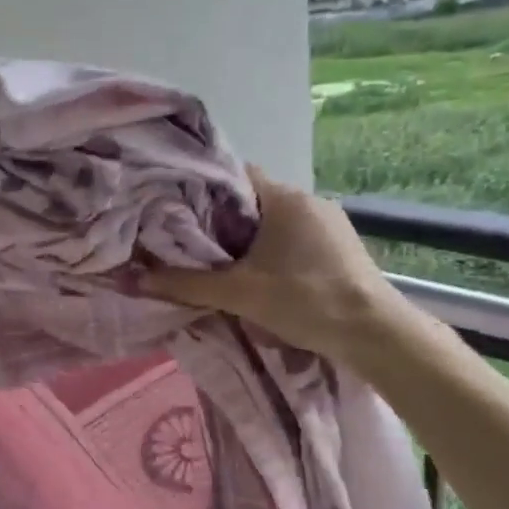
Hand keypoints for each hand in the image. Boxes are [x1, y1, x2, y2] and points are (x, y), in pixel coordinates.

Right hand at [142, 165, 404, 355]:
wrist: (375, 333)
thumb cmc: (306, 300)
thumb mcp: (239, 293)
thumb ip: (186, 285)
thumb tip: (133, 279)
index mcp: (284, 197)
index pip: (234, 175)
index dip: (203, 189)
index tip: (178, 208)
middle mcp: (308, 199)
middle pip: (253, 199)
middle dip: (223, 219)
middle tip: (191, 242)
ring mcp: (330, 222)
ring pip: (275, 220)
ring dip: (251, 238)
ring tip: (222, 262)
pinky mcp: (341, 246)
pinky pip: (295, 237)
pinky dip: (274, 250)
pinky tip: (263, 276)